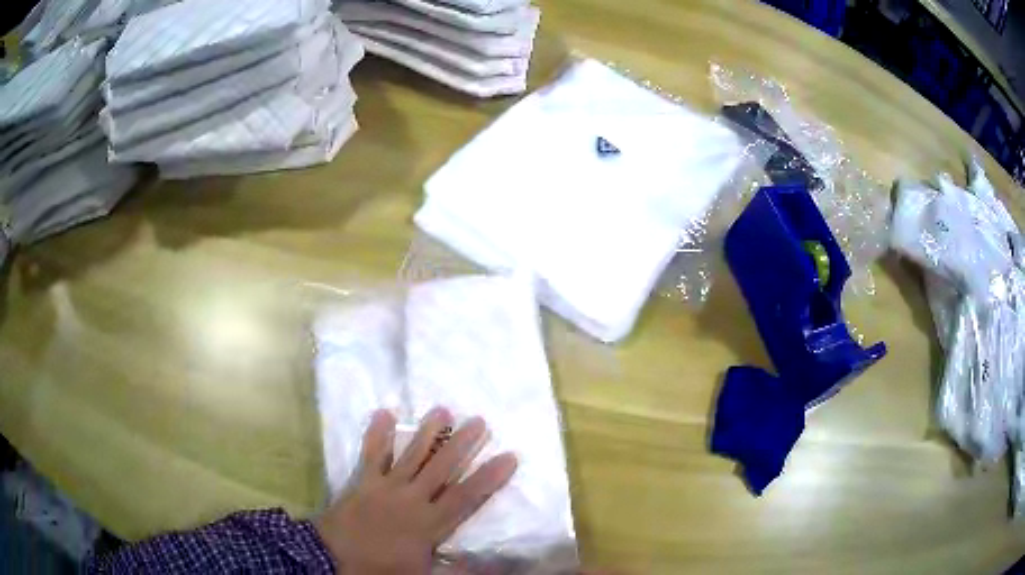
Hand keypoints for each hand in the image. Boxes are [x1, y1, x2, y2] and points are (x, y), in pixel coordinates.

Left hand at [315, 407, 517, 574]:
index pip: (466, 496)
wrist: (333, 558)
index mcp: (429, 523)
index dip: (489, 477)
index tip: (508, 456)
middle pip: (442, 467)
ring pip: (412, 455)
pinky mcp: (363, 480)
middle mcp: (412, 498)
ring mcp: (386, 486)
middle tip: (480, 420)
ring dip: (428, 432)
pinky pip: (372, 453)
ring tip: (442, 409)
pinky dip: (377, 433)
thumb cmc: (380, 568)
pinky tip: (384, 412)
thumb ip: (457, 570)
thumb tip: (494, 566)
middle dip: (463, 443)